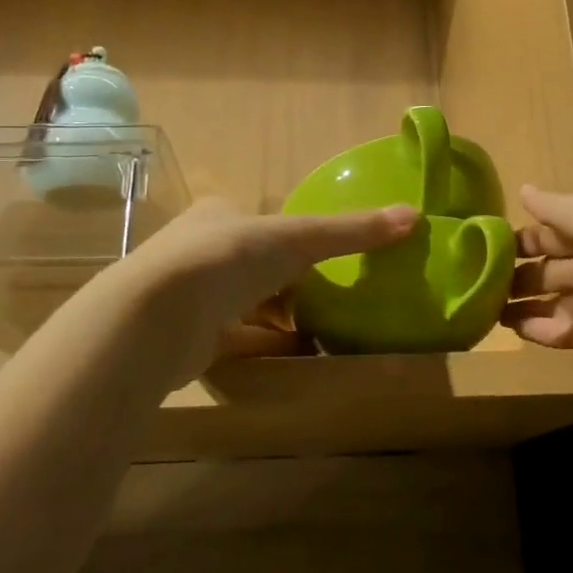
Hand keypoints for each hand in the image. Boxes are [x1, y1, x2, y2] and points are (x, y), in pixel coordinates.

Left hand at [99, 197, 417, 387]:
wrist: (157, 316)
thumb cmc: (228, 258)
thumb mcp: (299, 238)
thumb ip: (352, 231)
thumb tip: (415, 216)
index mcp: (218, 215)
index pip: (262, 225)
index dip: (294, 240)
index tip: (322, 261)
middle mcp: (198, 250)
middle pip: (253, 266)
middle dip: (287, 284)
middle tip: (327, 300)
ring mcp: (188, 296)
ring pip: (243, 305)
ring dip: (276, 318)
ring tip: (318, 332)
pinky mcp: (184, 339)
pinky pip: (234, 340)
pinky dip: (263, 346)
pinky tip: (293, 357)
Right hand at [502, 186, 572, 397]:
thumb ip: (558, 208)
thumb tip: (523, 189)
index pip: (555, 228)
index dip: (522, 236)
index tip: (482, 246)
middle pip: (554, 266)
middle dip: (518, 272)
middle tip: (476, 283)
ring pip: (558, 300)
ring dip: (525, 303)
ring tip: (486, 310)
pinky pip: (571, 333)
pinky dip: (545, 330)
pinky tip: (518, 329)